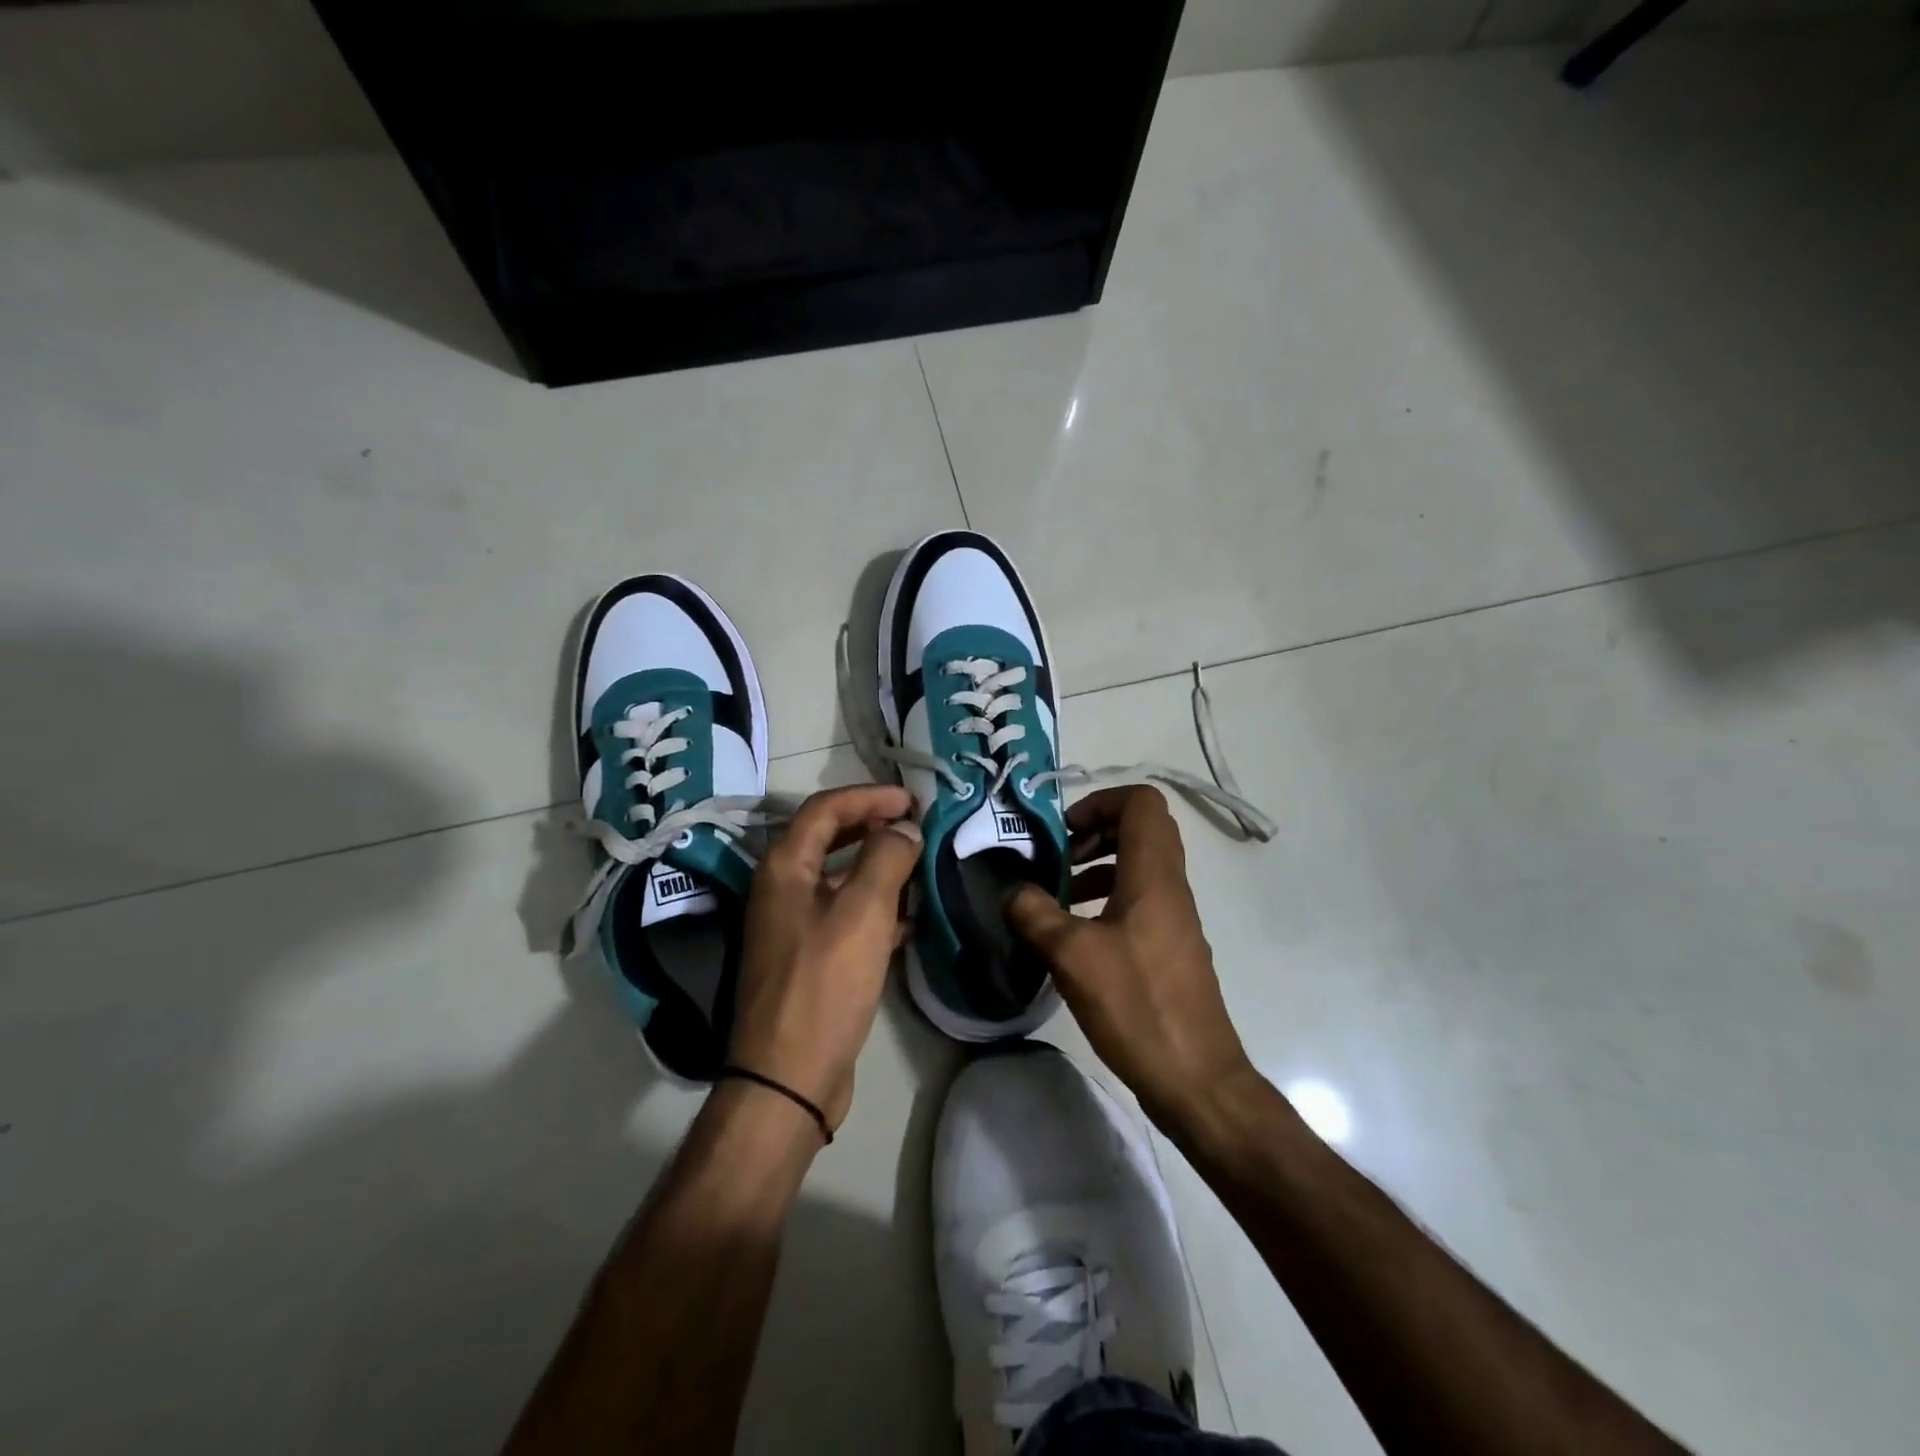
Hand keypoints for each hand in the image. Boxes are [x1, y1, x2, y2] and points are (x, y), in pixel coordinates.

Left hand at [730, 785, 922, 1134]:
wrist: (789, 1075)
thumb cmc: (825, 983)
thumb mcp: (863, 912)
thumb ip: (886, 858)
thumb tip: (904, 827)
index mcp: (785, 867)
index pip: (826, 808)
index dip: (869, 796)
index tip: (912, 800)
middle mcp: (782, 888)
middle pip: (829, 838)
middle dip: (873, 826)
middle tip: (916, 825)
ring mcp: (793, 924)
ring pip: (840, 878)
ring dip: (878, 866)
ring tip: (921, 865)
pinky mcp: (810, 957)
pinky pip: (846, 915)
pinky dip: (877, 907)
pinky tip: (912, 919)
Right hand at [1007, 786, 1256, 1132]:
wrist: (1196, 1077)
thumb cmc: (1137, 1005)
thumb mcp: (1072, 956)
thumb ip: (1035, 913)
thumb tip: (1012, 891)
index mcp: (1153, 874)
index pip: (1141, 802)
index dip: (1100, 801)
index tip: (1064, 831)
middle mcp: (1170, 886)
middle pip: (1141, 829)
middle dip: (1095, 832)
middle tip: (1058, 857)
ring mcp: (1174, 918)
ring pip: (1139, 866)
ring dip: (1098, 867)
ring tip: (1058, 895)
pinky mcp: (1170, 947)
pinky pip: (1139, 900)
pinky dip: (1107, 899)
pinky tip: (1076, 933)